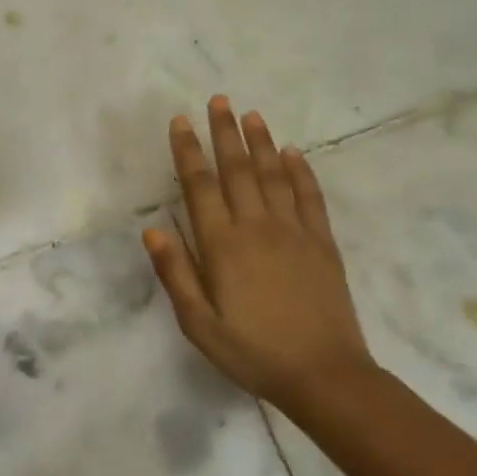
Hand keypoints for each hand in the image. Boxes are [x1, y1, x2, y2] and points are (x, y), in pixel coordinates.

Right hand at [143, 97, 375, 409]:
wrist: (324, 375)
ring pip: (274, 175)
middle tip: (218, 100)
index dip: (188, 151)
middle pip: (238, 170)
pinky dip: (301, 171)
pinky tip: (294, 153)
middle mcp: (257, 227)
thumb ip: (176, 274)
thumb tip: (152, 230)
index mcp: (222, 246)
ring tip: (251, 114)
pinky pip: (310, 197)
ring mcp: (294, 232)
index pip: (200, 186)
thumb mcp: (199, 324)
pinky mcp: (322, 243)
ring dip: (261, 142)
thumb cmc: (252, 352)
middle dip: (224, 133)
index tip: (180, 121)